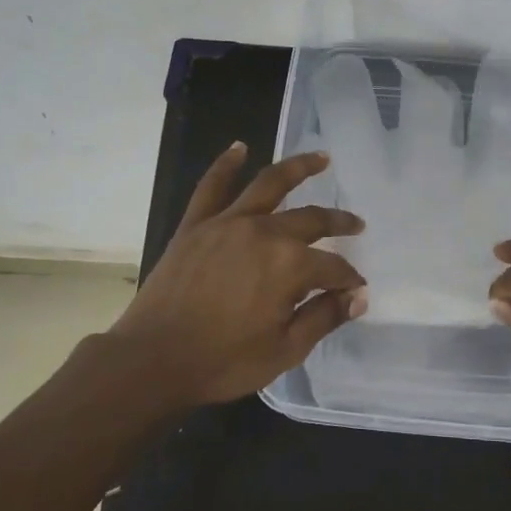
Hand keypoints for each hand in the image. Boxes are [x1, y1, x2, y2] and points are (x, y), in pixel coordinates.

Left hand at [111, 143, 367, 407]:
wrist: (152, 360)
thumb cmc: (223, 361)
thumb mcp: (285, 350)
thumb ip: (324, 317)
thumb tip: (358, 296)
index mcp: (289, 266)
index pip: (333, 266)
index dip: (348, 279)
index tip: (356, 290)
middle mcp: (263, 233)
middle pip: (311, 219)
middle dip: (338, 223)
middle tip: (356, 225)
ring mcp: (227, 223)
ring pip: (269, 184)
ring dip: (299, 167)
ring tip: (321, 157)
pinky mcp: (196, 225)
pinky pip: (212, 186)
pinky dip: (226, 164)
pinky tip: (240, 148)